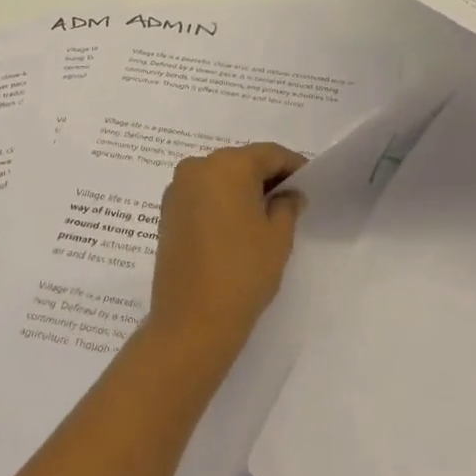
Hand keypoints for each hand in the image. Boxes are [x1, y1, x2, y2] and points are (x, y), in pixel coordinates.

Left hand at [148, 143, 306, 354]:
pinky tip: (237, 225)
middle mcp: (197, 167)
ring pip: (220, 177)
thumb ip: (287, 206)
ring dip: (242, 189)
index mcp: (227, 165)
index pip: (268, 154)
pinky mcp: (167, 211)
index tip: (309, 182)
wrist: (191, 321)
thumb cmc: (242, 272)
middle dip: (266, 176)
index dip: (292, 165)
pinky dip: (221, 201)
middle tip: (290, 199)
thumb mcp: (278, 237)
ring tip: (265, 214)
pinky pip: (202, 194)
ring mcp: (177, 189)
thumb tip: (289, 194)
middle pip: (241, 161)